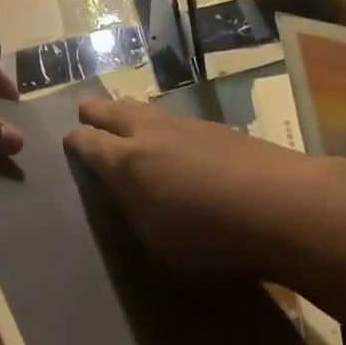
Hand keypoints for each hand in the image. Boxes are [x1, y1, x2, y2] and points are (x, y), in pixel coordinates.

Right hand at [63, 95, 315, 274]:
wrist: (276, 203)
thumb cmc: (208, 236)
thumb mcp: (156, 238)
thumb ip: (135, 210)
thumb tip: (125, 192)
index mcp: (126, 162)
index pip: (90, 143)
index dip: (77, 140)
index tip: (69, 137)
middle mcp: (149, 133)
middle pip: (114, 112)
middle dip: (96, 110)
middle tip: (84, 106)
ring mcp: (183, 125)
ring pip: (145, 109)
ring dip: (128, 109)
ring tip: (121, 108)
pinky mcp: (213, 127)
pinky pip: (172, 117)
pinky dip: (159, 119)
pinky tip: (167, 128)